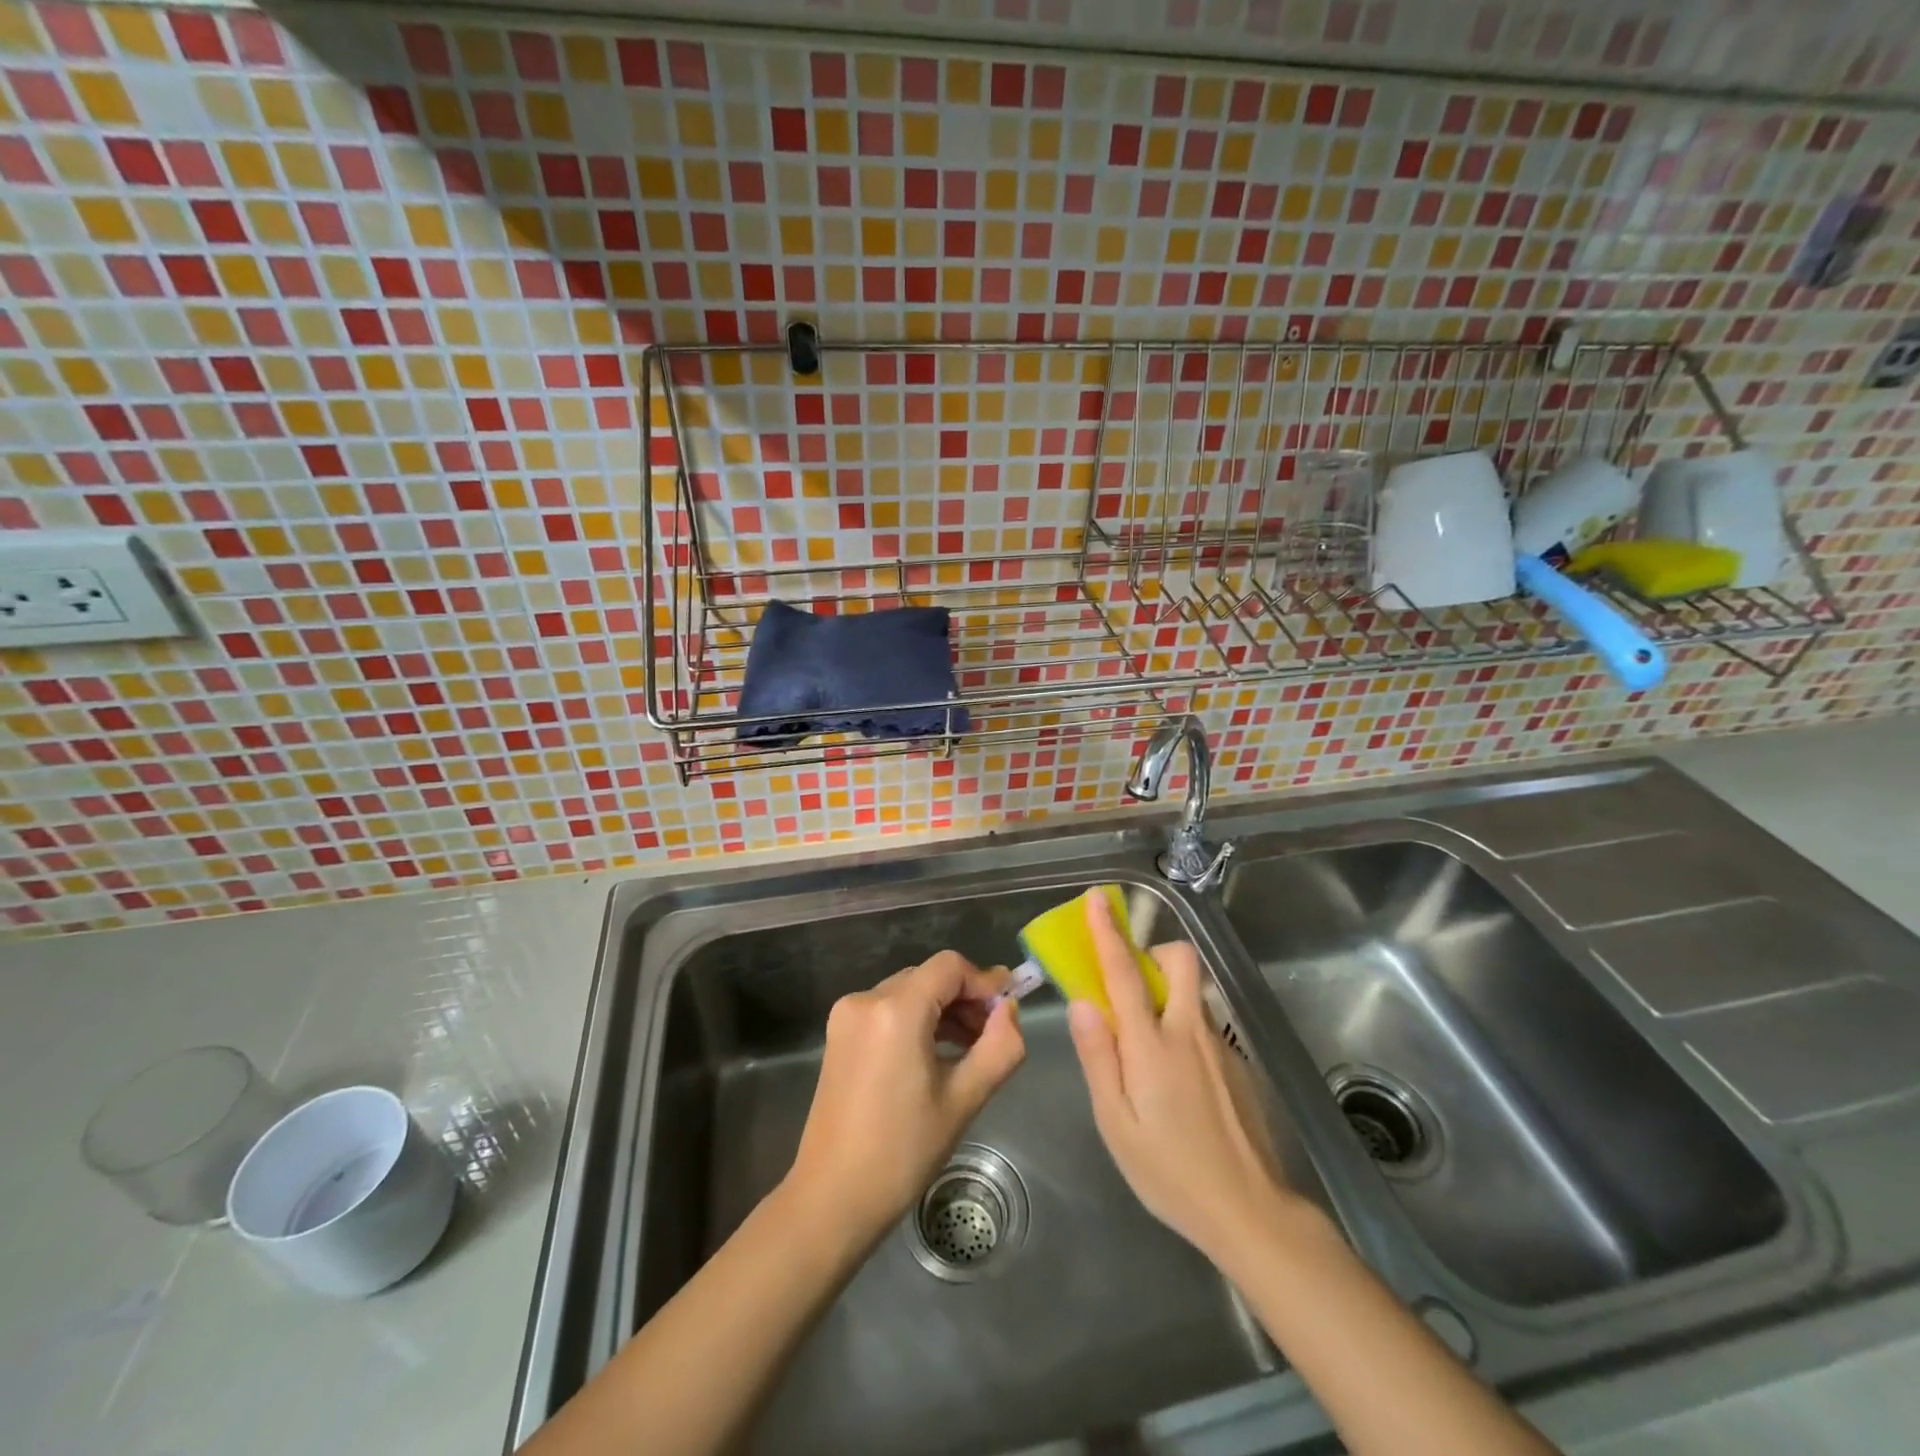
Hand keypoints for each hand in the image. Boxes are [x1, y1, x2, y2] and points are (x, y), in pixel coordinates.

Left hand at [785, 952, 1025, 1246]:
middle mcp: (866, 999)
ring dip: (942, 1010)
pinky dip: (916, 1021)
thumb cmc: (902, 1152)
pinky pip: (888, 1009)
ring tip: (969, 1050)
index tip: (1008, 1009)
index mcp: (896, 1009)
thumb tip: (1010, 1009)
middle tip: (992, 1035)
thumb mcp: (963, 1100)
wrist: (832, 1198)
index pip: (950, 967)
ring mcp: (847, 1015)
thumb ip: (999, 1047)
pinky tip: (935, 1055)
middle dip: (965, 998)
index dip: (984, 981)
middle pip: (929, 977)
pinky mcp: (839, 1034)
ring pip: (909, 992)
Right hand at [1067, 889, 1295, 1263]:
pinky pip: (1204, 1026)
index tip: (1098, 899)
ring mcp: (1220, 1046)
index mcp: (1153, 1045)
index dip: (1108, 932)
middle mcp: (1189, 1031)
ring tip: (1149, 1049)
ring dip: (1167, 993)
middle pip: (1179, 961)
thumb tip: (1083, 1003)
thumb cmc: (1170, 1172)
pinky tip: (1180, 1086)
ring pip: (1191, 993)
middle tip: (1132, 984)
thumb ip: (1099, 1058)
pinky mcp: (1238, 1063)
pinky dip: (1183, 1030)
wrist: (1251, 1212)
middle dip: (1154, 952)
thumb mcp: (1116, 1123)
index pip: (1125, 973)